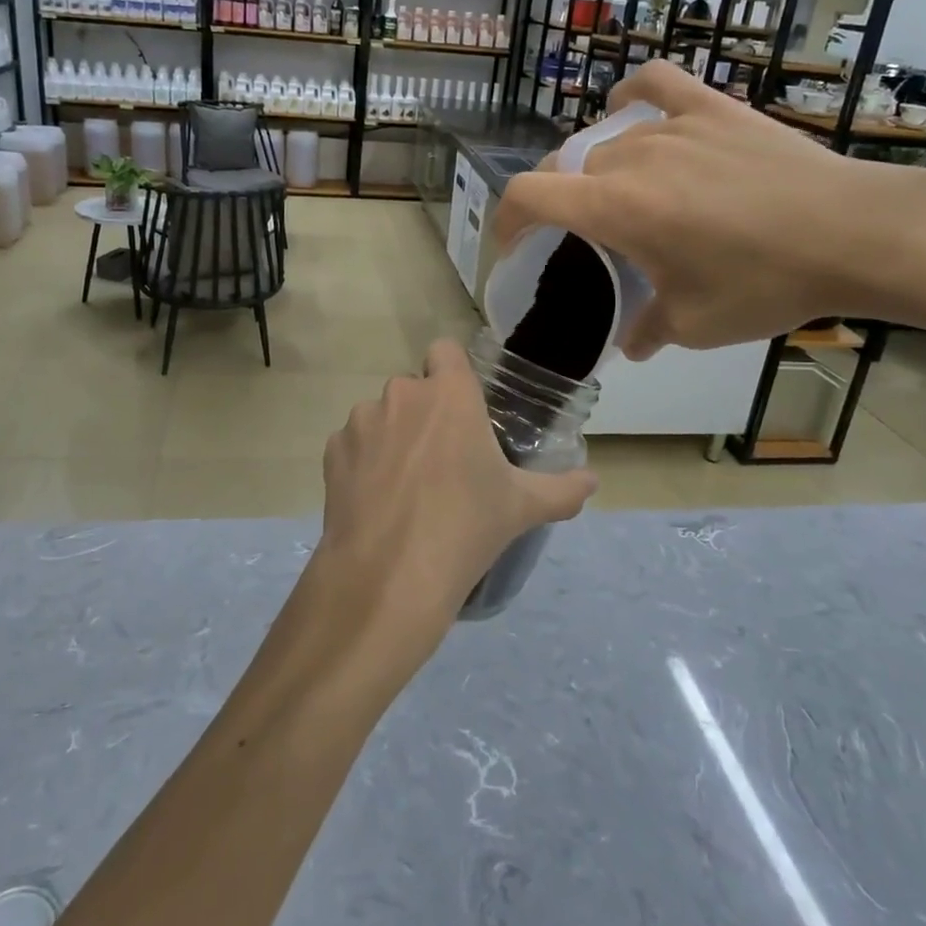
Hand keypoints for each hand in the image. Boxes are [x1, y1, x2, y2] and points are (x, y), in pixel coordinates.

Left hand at [307, 341, 596, 676]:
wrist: (389, 574)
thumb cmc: (466, 526)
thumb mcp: (523, 507)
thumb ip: (562, 489)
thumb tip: (593, 481)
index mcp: (448, 393)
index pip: (446, 351)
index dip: (452, 374)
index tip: (463, 408)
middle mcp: (401, 394)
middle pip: (414, 388)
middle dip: (425, 413)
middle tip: (442, 460)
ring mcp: (361, 421)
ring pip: (380, 415)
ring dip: (392, 436)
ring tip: (406, 485)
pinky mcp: (332, 451)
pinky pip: (352, 444)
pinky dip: (363, 462)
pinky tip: (376, 500)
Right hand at [495, 60, 900, 357]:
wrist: (856, 233)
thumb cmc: (766, 283)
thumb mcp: (696, 325)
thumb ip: (648, 330)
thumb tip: (632, 342)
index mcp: (615, 208)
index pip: (528, 195)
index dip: (505, 219)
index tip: (511, 245)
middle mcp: (631, 158)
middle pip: (567, 169)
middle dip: (559, 203)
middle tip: (583, 238)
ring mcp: (674, 126)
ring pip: (608, 142)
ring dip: (599, 172)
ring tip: (624, 197)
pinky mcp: (714, 109)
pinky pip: (657, 86)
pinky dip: (632, 97)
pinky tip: (630, 110)